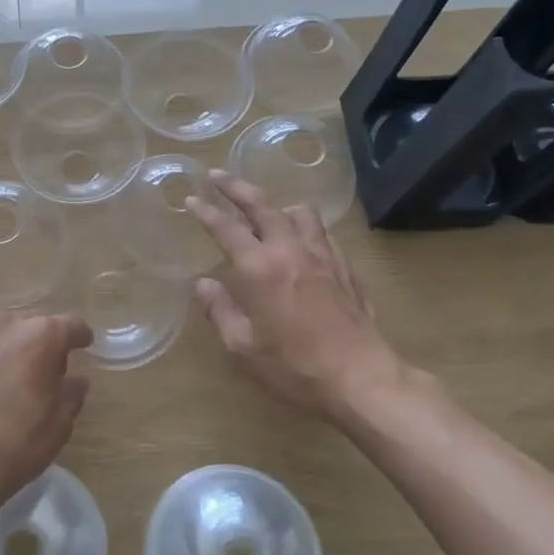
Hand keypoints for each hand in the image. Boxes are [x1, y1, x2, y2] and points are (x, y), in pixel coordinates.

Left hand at [0, 310, 93, 514]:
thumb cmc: (16, 445)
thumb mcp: (60, 424)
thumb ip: (72, 393)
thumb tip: (74, 380)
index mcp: (42, 336)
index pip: (70, 325)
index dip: (78, 336)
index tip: (82, 346)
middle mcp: (4, 324)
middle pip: (29, 324)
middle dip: (37, 342)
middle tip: (37, 370)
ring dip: (2, 348)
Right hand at [187, 173, 411, 425]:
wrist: (361, 379)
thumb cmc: (295, 367)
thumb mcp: (243, 346)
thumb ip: (220, 310)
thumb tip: (204, 284)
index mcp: (260, 268)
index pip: (227, 228)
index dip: (206, 212)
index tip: (192, 199)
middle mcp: (291, 251)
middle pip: (263, 205)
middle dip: (237, 187)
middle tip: (218, 175)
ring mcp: (323, 256)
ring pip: (299, 213)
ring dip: (277, 204)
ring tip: (265, 209)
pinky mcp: (346, 268)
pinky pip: (322, 234)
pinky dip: (304, 227)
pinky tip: (301, 241)